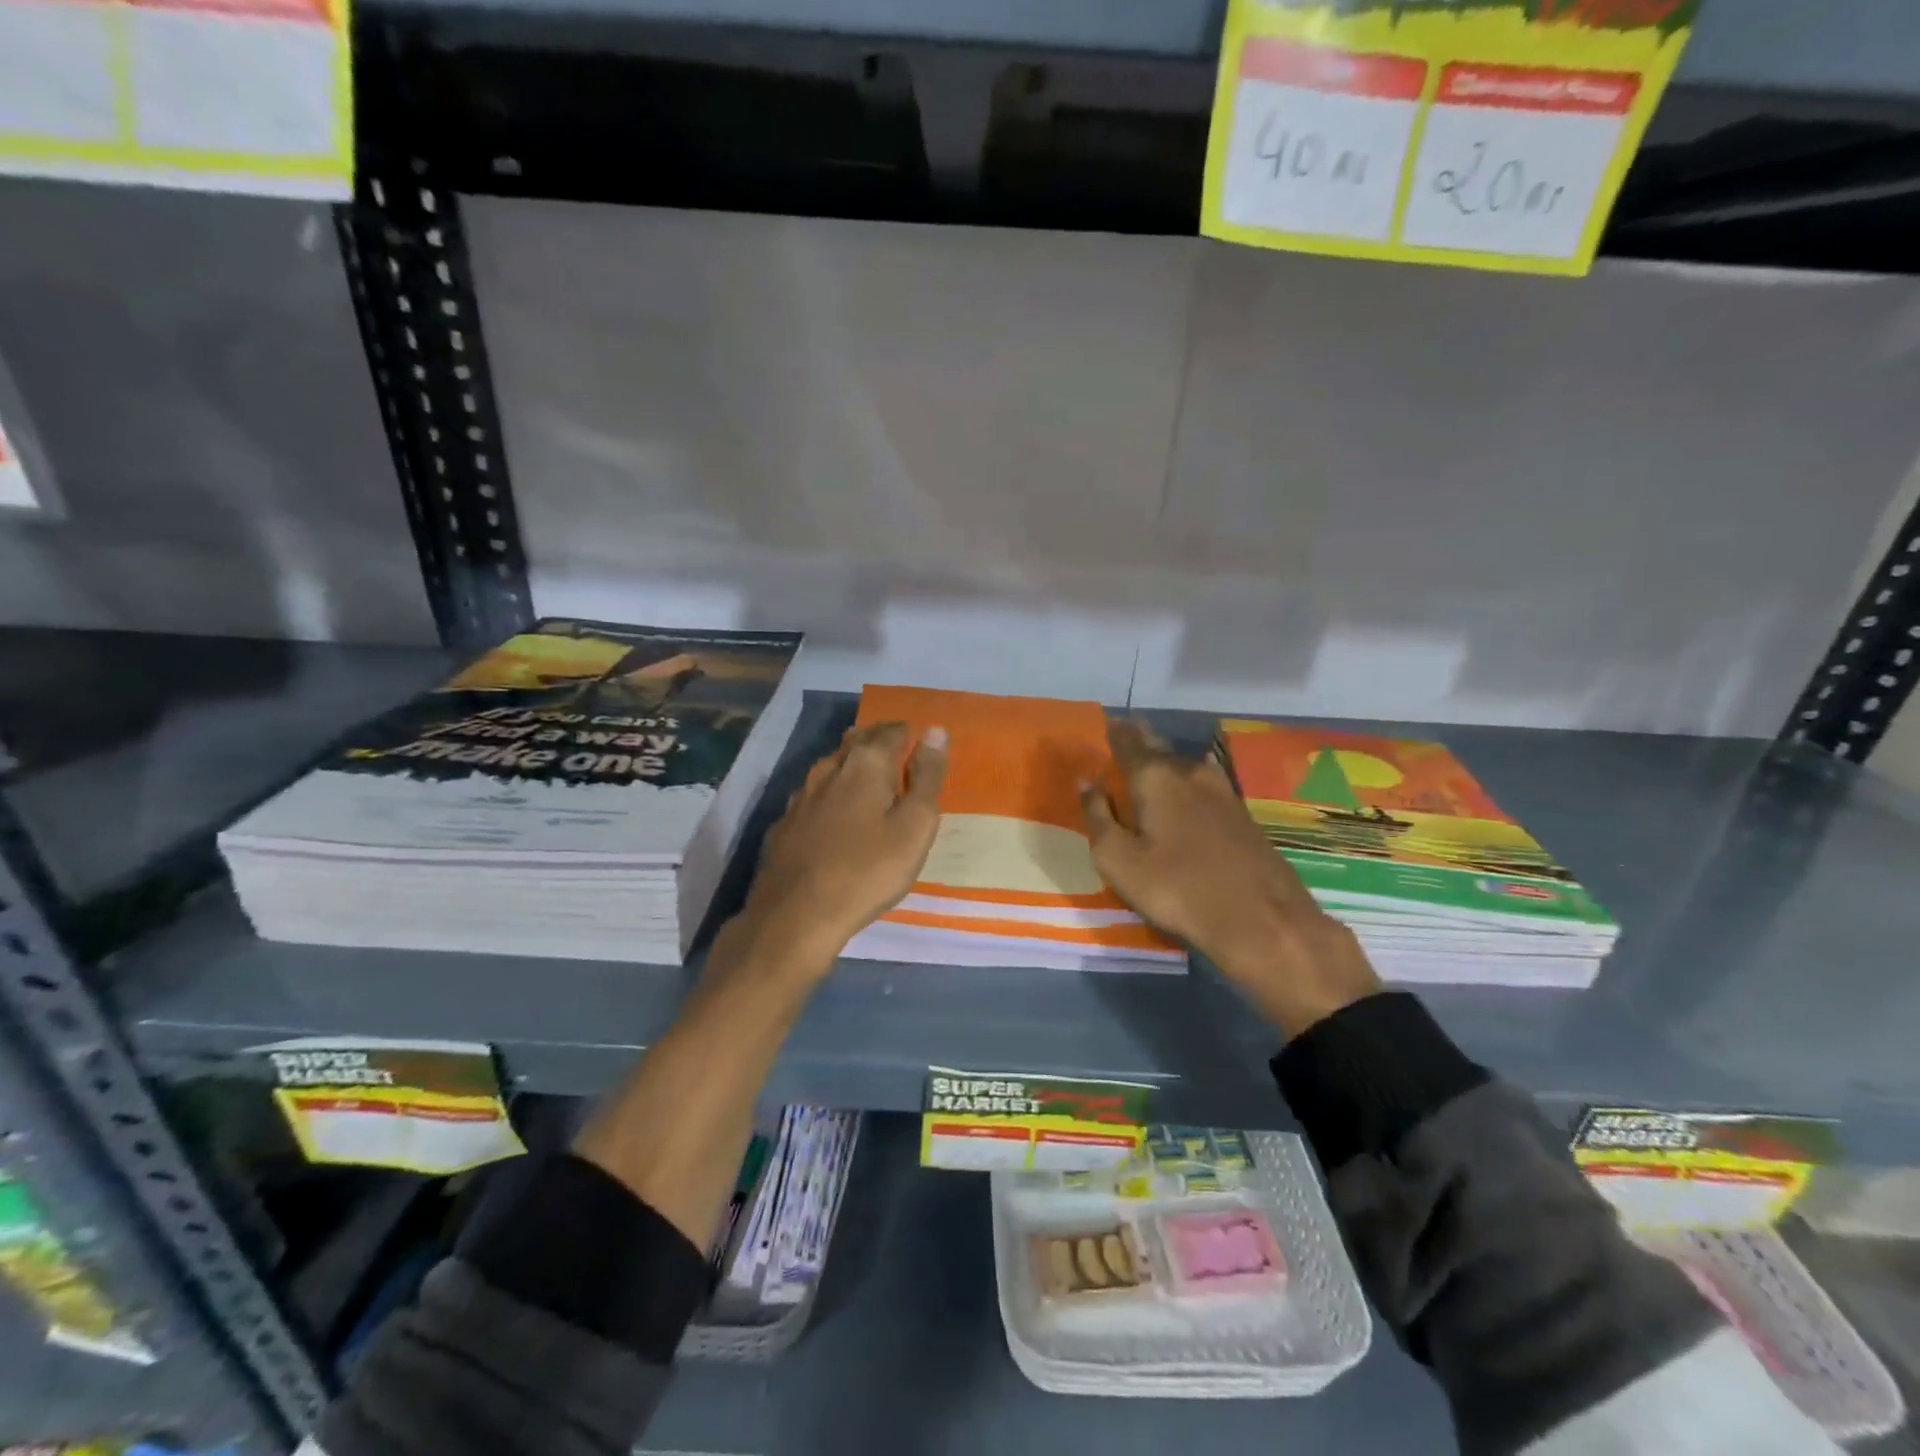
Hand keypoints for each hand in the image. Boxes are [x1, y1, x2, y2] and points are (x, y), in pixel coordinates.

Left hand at [727, 721, 947, 976]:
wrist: (797, 915)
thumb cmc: (869, 870)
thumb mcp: (915, 826)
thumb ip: (927, 776)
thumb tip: (935, 731)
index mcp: (865, 764)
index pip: (890, 732)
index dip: (907, 734)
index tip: (918, 740)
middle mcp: (829, 769)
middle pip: (856, 742)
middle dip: (877, 741)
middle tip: (896, 753)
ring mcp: (800, 797)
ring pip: (830, 768)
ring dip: (851, 767)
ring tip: (868, 780)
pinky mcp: (784, 824)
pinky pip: (813, 798)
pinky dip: (829, 797)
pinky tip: (833, 815)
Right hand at [1081, 720, 1380, 1035]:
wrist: (1261, 920)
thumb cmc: (1177, 889)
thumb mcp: (1118, 860)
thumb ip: (1097, 817)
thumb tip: (1087, 782)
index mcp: (1155, 777)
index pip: (1128, 741)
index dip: (1114, 731)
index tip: (1106, 723)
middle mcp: (1190, 773)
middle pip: (1158, 747)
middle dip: (1140, 739)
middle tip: (1125, 733)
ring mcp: (1222, 791)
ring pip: (1184, 765)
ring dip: (1165, 761)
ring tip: (1150, 763)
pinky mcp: (1241, 814)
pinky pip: (1203, 785)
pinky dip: (1186, 782)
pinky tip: (1187, 790)